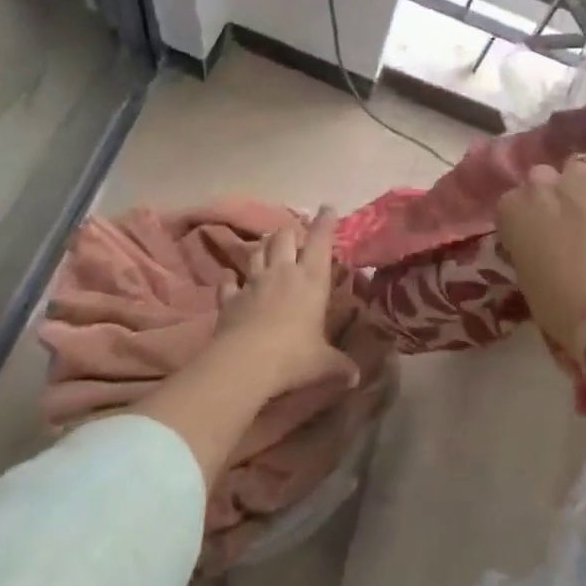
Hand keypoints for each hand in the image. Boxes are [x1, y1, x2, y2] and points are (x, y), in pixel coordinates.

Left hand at [215, 207, 358, 399]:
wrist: (245, 363)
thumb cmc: (293, 356)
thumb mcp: (324, 364)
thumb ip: (340, 366)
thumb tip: (356, 377)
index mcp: (311, 279)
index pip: (321, 241)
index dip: (325, 222)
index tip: (328, 208)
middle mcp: (282, 272)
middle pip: (284, 237)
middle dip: (290, 232)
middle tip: (295, 236)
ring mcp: (253, 282)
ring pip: (258, 252)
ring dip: (263, 247)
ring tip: (268, 247)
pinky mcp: (229, 298)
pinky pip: (229, 282)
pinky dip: (231, 280)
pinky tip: (231, 281)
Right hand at [496, 145, 585, 352]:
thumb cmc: (560, 306)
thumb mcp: (527, 277)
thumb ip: (526, 248)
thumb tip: (538, 246)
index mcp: (510, 211)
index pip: (512, 203)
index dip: (528, 217)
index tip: (538, 234)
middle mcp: (538, 185)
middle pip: (541, 177)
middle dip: (552, 194)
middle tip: (567, 219)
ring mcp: (577, 177)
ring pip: (576, 165)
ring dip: (582, 181)